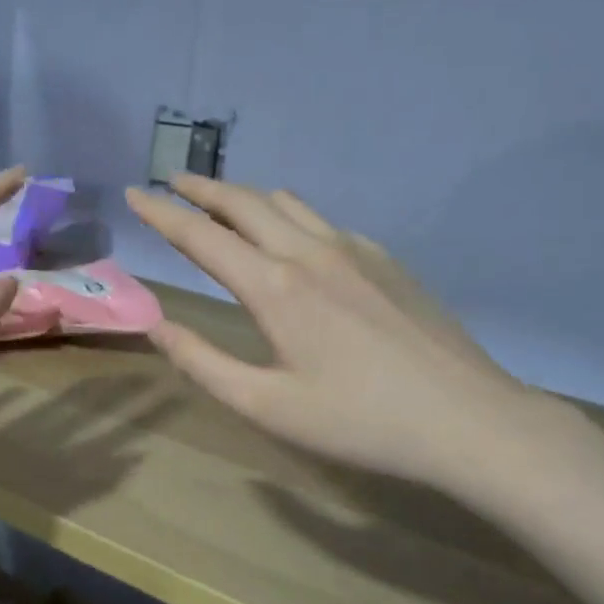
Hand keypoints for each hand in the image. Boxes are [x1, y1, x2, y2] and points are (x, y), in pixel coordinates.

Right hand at [126, 175, 544, 494]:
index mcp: (273, 287)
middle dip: (200, 188)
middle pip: (243, 202)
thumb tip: (157, 326)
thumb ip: (203, 363)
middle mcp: (308, 252)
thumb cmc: (358, 420)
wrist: (468, 419)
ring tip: (221, 203)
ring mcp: (353, 249)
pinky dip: (288, 215)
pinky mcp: (384, 258)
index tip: (134, 194)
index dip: (161, 213)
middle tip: (171, 182)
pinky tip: (292, 240)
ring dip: (244, 197)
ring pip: (286, 203)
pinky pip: (322, 221)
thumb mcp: (267, 406)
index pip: (201, 235)